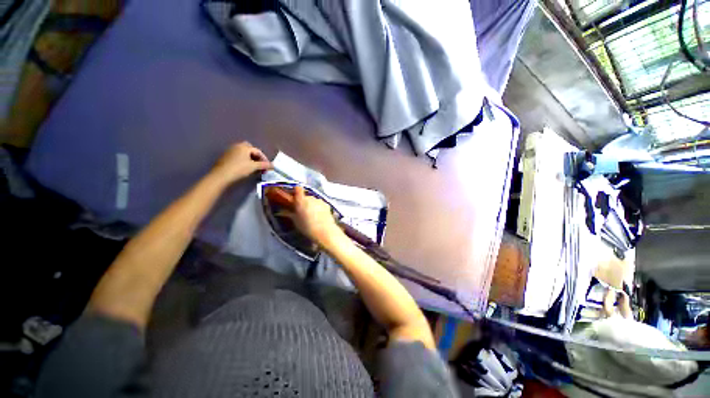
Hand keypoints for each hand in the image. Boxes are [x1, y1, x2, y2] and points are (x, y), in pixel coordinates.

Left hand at [212, 142, 271, 183]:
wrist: (221, 176)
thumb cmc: (239, 169)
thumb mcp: (254, 167)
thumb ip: (264, 165)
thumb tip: (273, 165)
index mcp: (244, 147)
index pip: (258, 151)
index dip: (265, 159)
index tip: (268, 167)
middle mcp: (236, 146)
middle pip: (250, 150)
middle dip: (256, 157)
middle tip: (260, 165)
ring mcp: (230, 151)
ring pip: (243, 153)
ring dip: (250, 159)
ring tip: (254, 168)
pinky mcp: (225, 157)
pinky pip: (238, 157)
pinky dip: (243, 161)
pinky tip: (245, 168)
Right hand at [290, 186, 342, 246]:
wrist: (324, 231)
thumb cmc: (307, 227)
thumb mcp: (295, 221)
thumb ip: (289, 214)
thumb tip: (281, 211)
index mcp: (301, 200)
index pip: (298, 189)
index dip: (296, 191)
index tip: (294, 196)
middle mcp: (311, 198)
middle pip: (306, 196)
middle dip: (304, 202)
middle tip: (302, 211)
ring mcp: (320, 201)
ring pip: (314, 200)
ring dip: (312, 205)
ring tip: (312, 215)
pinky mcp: (327, 205)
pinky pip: (320, 204)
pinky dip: (319, 208)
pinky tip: (319, 216)